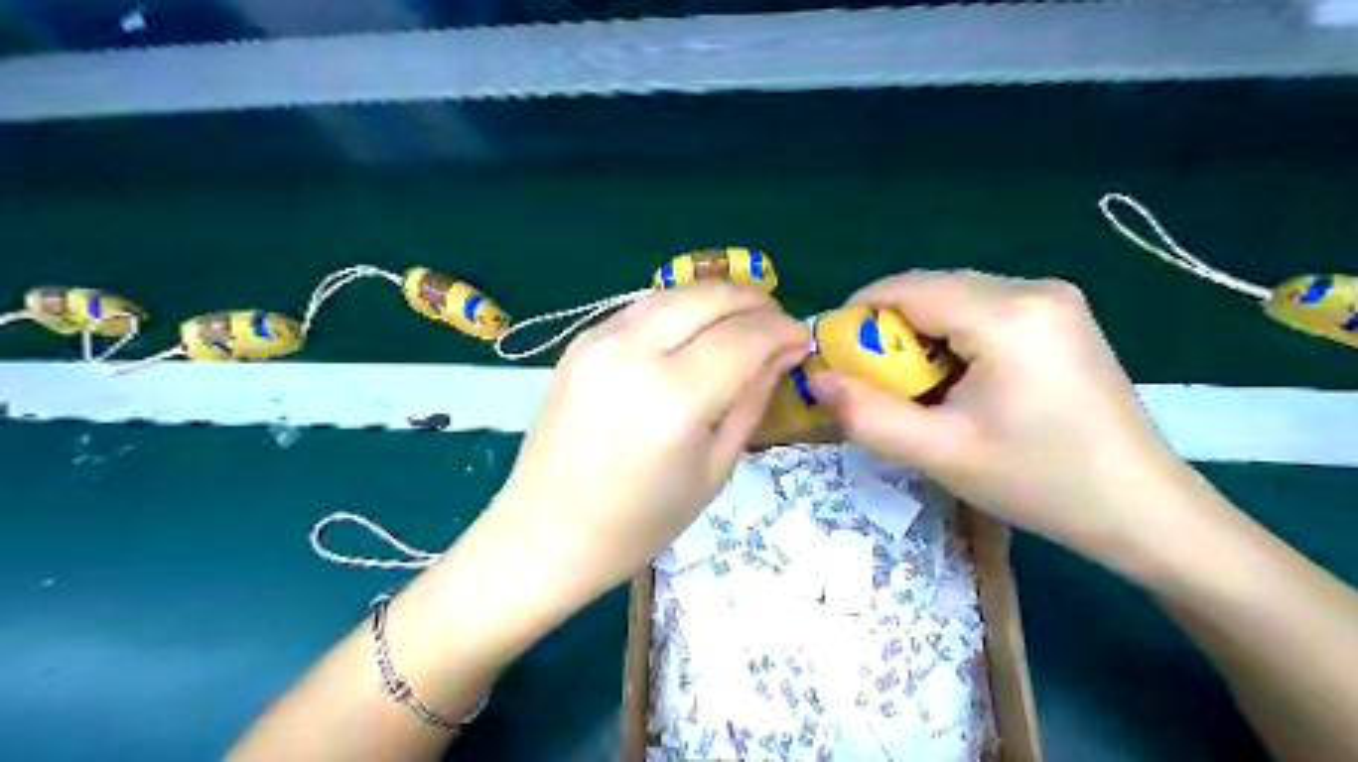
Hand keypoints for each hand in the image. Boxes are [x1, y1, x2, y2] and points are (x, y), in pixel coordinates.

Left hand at [489, 283, 803, 609]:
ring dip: (719, 299)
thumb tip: (782, 353)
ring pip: (677, 292)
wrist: (546, 532)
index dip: (783, 330)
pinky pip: (644, 306)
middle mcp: (635, 352)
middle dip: (756, 303)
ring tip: (742, 325)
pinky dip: (681, 309)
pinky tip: (694, 332)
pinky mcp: (581, 341)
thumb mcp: (714, 469)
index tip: (803, 340)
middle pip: (711, 296)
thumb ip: (751, 400)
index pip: (746, 336)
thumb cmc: (639, 522)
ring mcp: (600, 339)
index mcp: (675, 397)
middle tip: (777, 327)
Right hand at [809, 270, 1191, 568]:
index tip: (834, 358)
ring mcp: (1052, 298)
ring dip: (919, 335)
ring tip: (916, 388)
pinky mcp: (1059, 314)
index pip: (906, 288)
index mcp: (1007, 314)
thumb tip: (816, 380)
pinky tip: (957, 381)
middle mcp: (1032, 287)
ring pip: (953, 298)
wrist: (1141, 508)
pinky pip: (981, 309)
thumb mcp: (940, 454)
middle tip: (873, 383)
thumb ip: (867, 416)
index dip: (857, 316)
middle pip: (929, 289)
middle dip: (888, 329)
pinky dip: (951, 337)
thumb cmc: (1039, 482)